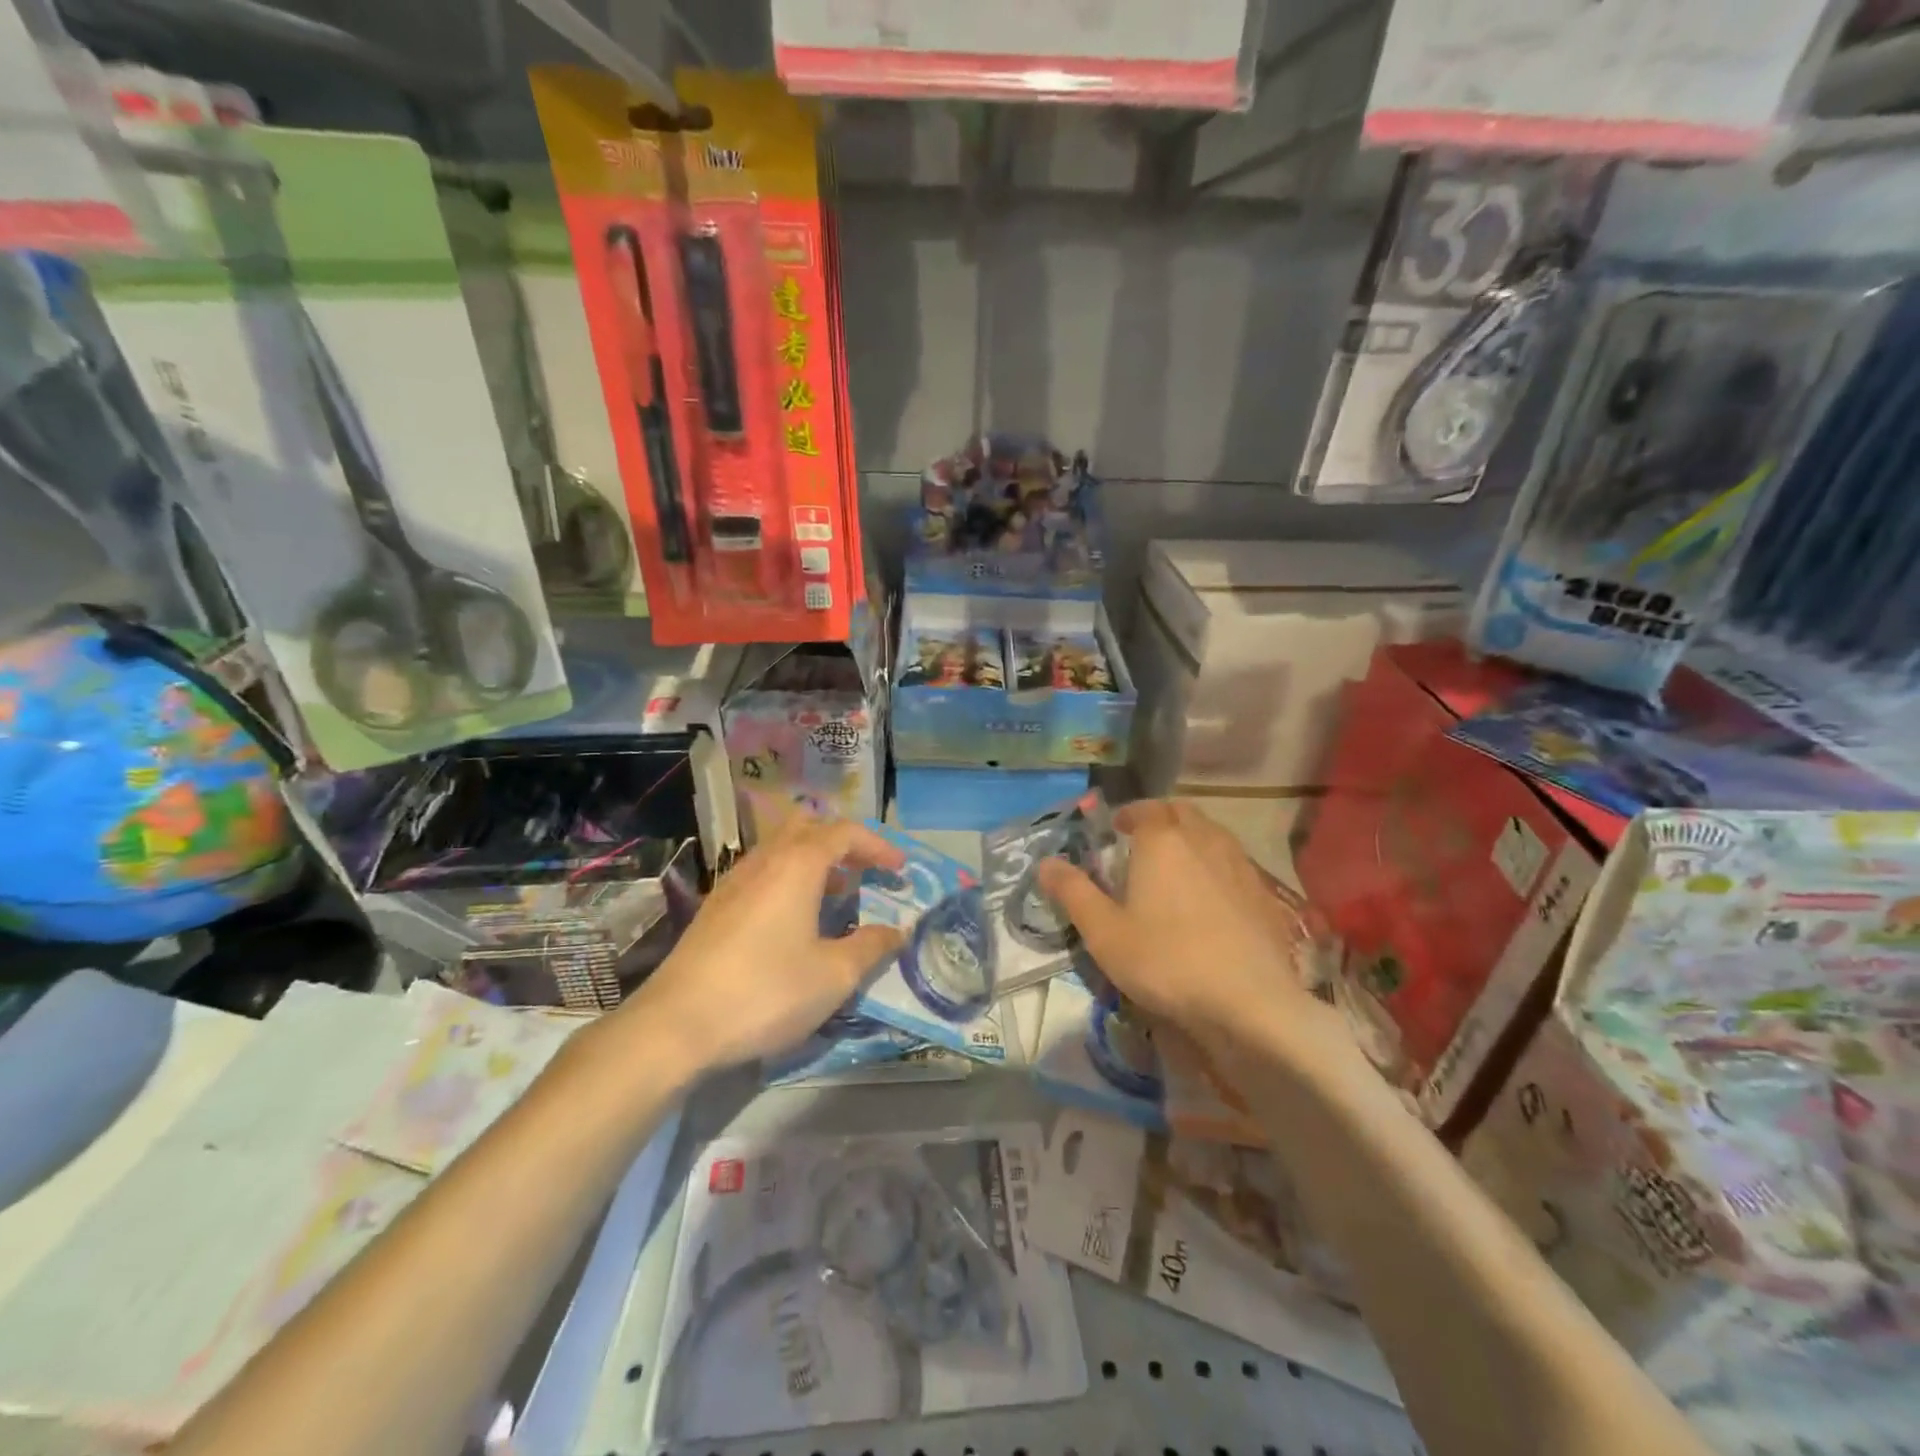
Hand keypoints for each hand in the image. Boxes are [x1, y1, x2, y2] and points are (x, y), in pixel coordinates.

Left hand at [610, 815, 906, 1074]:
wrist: (675, 1026)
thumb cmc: (766, 993)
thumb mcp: (833, 976)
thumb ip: (871, 947)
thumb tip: (898, 931)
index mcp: (797, 865)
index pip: (844, 833)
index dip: (877, 845)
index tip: (899, 869)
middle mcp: (764, 861)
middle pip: (807, 827)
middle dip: (842, 843)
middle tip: (866, 870)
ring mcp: (734, 882)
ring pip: (780, 849)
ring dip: (814, 860)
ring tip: (838, 893)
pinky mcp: (715, 907)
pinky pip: (762, 873)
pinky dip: (788, 879)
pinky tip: (794, 919)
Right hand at [1038, 799, 1344, 1065]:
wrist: (1249, 1003)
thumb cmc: (1165, 961)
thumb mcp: (1104, 932)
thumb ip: (1073, 892)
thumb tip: (1045, 863)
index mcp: (1162, 841)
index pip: (1144, 809)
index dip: (1128, 814)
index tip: (1115, 828)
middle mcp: (1204, 840)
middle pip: (1182, 812)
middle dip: (1161, 819)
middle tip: (1143, 841)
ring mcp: (1240, 865)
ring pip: (1212, 835)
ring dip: (1191, 839)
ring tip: (1175, 867)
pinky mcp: (1265, 894)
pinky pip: (1235, 864)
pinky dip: (1217, 867)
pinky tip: (1211, 899)